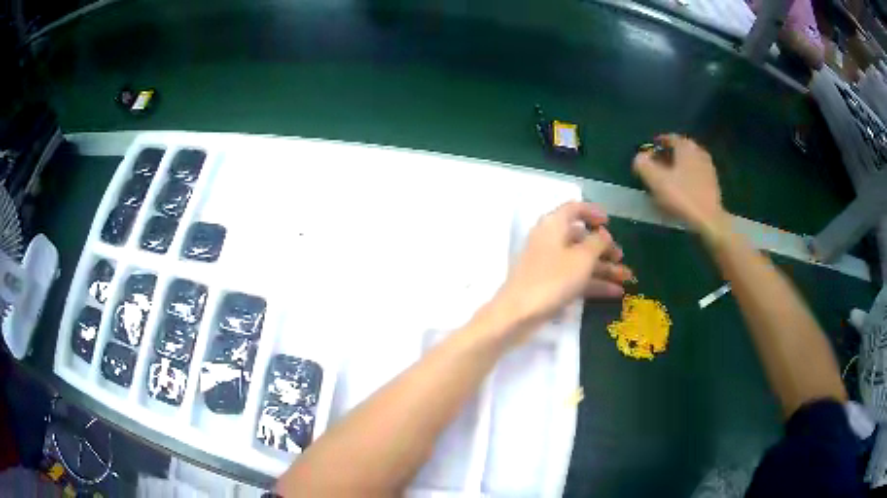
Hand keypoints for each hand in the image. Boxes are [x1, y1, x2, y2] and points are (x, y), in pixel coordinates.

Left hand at [486, 201, 631, 341]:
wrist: (518, 314)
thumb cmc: (553, 279)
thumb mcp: (582, 258)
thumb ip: (597, 242)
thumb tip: (603, 234)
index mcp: (554, 225)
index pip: (574, 209)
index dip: (593, 212)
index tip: (609, 222)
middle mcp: (550, 240)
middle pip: (581, 238)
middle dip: (604, 248)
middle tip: (622, 258)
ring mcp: (548, 263)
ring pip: (580, 260)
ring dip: (603, 268)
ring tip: (626, 278)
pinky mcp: (549, 283)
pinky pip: (575, 277)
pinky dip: (594, 282)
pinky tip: (615, 292)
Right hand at [632, 134, 726, 236]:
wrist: (709, 220)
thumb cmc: (682, 197)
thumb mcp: (656, 180)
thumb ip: (643, 164)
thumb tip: (640, 157)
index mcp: (686, 146)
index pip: (668, 138)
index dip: (655, 145)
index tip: (647, 155)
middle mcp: (699, 151)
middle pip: (679, 150)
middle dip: (667, 157)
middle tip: (656, 168)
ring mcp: (708, 167)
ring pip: (688, 163)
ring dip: (677, 168)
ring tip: (667, 181)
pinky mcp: (713, 184)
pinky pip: (695, 175)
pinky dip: (686, 179)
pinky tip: (680, 191)